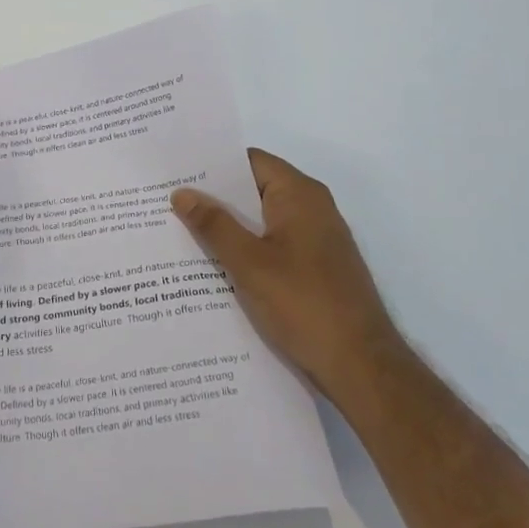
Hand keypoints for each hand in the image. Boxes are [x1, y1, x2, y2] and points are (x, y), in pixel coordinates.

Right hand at [171, 149, 400, 403]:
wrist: (361, 366)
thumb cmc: (304, 304)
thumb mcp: (249, 263)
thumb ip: (214, 225)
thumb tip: (182, 193)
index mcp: (299, 195)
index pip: (249, 161)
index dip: (212, 165)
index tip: (175, 172)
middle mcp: (312, 209)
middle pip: (254, 190)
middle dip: (213, 198)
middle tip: (167, 203)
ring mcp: (316, 240)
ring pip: (261, 221)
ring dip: (227, 228)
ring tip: (180, 233)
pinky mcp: (316, 269)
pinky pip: (272, 246)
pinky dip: (245, 250)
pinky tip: (213, 267)